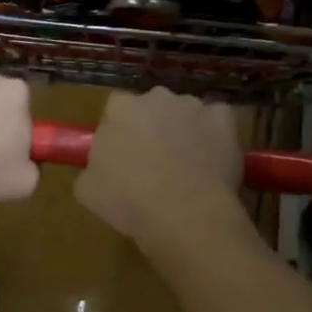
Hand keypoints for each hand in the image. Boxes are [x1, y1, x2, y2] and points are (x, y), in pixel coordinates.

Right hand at [75, 88, 243, 249]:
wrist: (184, 215)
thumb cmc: (128, 202)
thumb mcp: (88, 189)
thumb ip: (92, 166)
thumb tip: (101, 165)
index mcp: (120, 108)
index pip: (117, 109)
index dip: (120, 131)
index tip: (123, 155)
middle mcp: (156, 96)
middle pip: (152, 107)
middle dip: (153, 128)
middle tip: (154, 162)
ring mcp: (193, 105)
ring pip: (185, 114)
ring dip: (184, 131)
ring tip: (187, 167)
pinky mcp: (223, 118)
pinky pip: (217, 121)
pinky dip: (214, 135)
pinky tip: (212, 161)